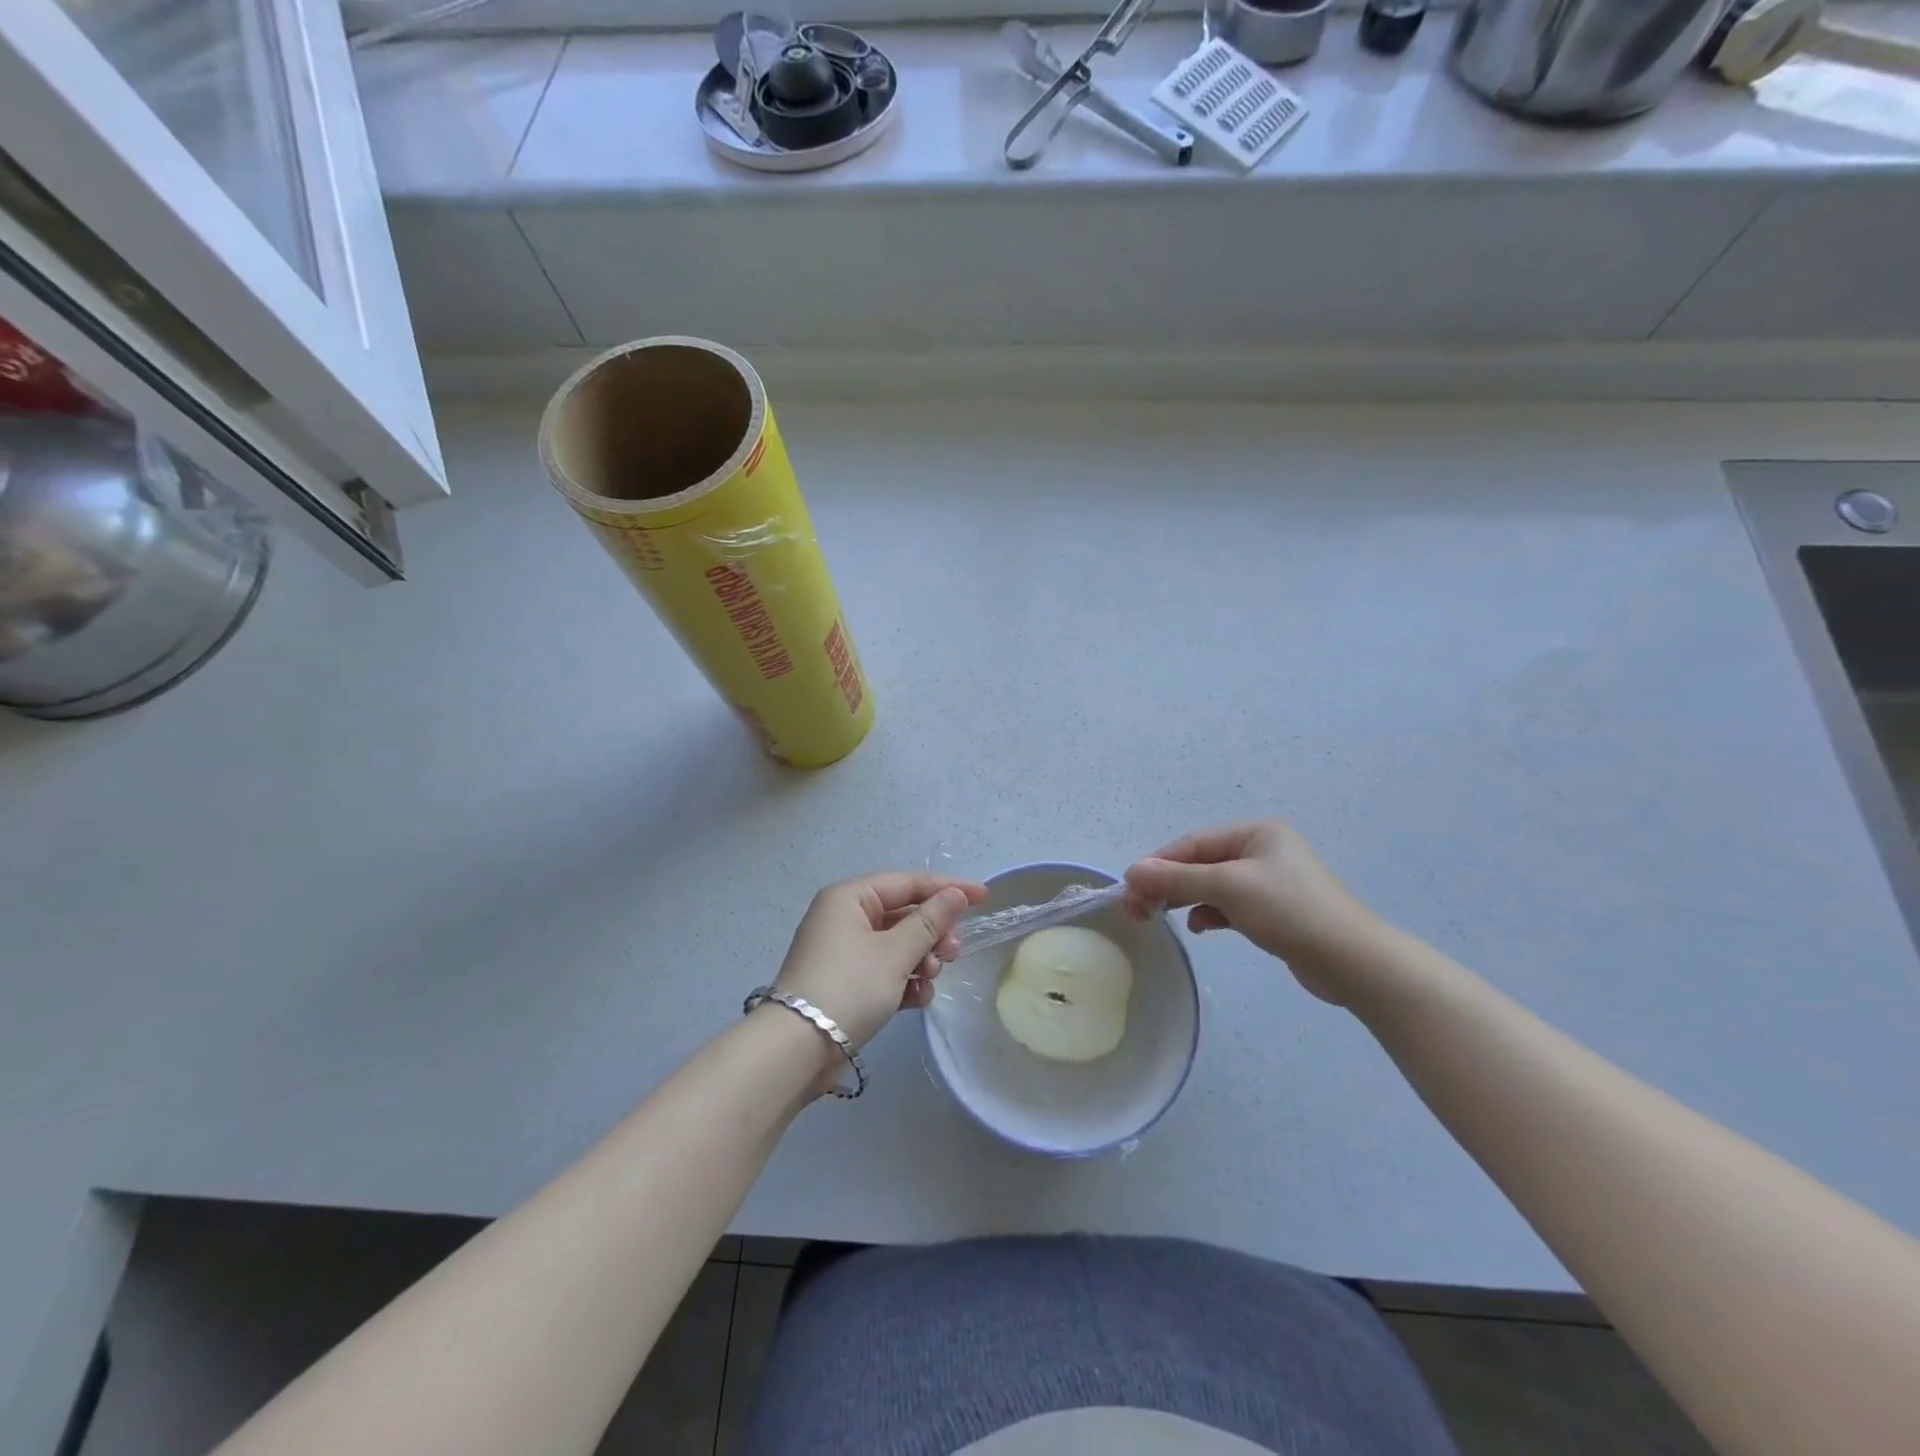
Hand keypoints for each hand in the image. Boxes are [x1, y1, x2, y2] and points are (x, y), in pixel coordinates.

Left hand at [773, 871, 989, 1055]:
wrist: (797, 1050)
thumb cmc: (849, 987)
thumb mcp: (895, 953)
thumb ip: (929, 922)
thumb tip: (955, 895)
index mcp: (850, 898)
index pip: (907, 883)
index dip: (947, 888)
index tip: (984, 897)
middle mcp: (844, 918)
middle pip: (903, 914)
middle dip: (932, 933)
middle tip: (953, 952)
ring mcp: (843, 952)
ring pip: (896, 945)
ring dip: (920, 959)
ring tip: (931, 977)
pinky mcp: (845, 983)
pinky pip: (884, 971)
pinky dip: (903, 981)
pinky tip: (917, 998)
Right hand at [1122, 820, 1383, 1004]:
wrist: (1351, 962)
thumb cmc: (1289, 912)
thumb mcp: (1228, 888)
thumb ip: (1177, 878)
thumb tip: (1131, 871)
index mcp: (1256, 832)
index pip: (1193, 843)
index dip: (1157, 863)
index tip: (1128, 888)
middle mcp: (1262, 850)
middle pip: (1200, 863)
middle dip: (1167, 883)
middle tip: (1137, 908)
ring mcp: (1269, 881)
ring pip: (1212, 885)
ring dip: (1185, 898)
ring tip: (1159, 917)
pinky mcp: (1273, 910)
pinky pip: (1229, 904)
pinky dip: (1210, 913)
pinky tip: (1200, 927)